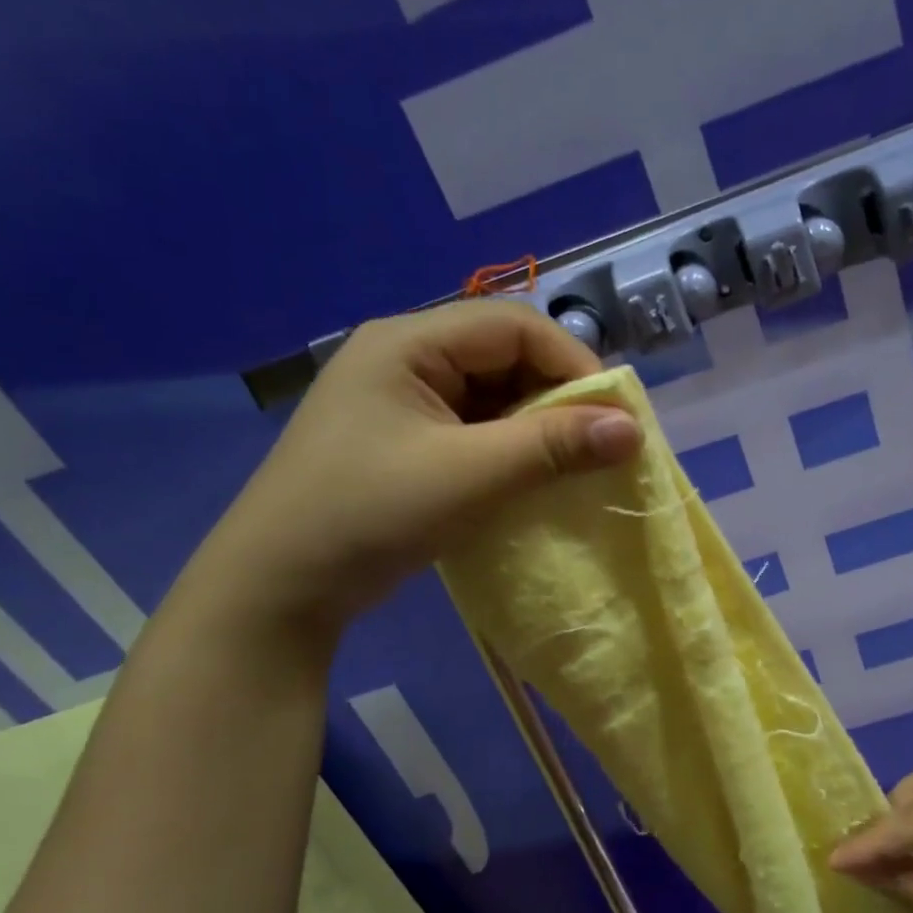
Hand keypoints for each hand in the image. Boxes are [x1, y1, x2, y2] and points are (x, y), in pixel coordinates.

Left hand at [182, 300, 643, 641]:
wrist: (279, 586)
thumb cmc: (370, 514)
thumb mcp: (470, 476)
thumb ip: (553, 447)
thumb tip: (633, 429)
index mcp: (408, 342)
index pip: (513, 325)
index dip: (573, 362)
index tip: (615, 416)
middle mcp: (405, 358)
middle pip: (504, 356)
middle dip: (559, 397)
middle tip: (600, 444)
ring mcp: (402, 402)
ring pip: (494, 396)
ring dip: (538, 427)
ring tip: (574, 465)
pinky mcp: (406, 442)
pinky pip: (475, 429)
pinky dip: (511, 449)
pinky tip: (533, 478)